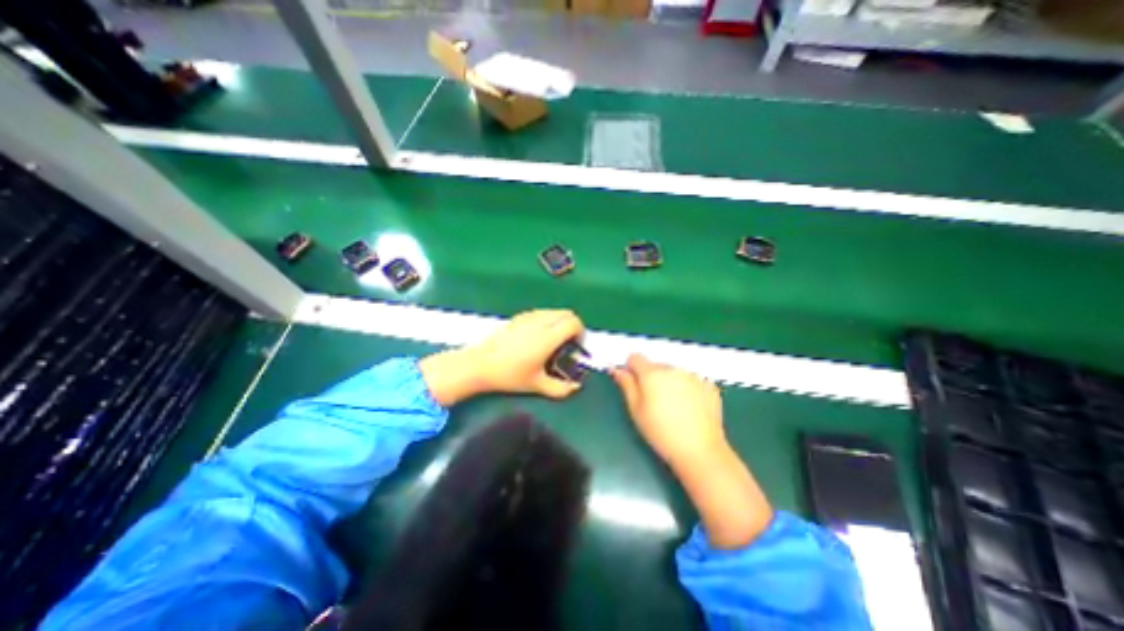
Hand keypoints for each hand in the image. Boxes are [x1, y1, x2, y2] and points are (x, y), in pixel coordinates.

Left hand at [417, 308, 583, 406]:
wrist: (480, 364)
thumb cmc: (509, 375)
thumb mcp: (537, 385)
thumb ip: (560, 388)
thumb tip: (576, 387)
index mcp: (547, 337)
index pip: (573, 323)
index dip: (580, 333)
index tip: (576, 346)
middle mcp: (540, 322)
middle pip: (567, 313)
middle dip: (573, 326)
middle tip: (569, 343)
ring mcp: (528, 317)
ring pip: (554, 311)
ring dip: (561, 322)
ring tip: (555, 340)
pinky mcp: (519, 316)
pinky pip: (542, 312)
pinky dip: (548, 319)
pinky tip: (539, 336)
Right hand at [614, 356, 773, 546]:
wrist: (702, 456)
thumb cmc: (662, 436)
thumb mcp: (636, 412)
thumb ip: (626, 386)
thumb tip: (616, 369)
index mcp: (655, 374)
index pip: (636, 358)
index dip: (631, 368)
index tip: (630, 381)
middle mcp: (676, 369)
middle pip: (656, 365)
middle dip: (650, 376)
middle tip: (652, 401)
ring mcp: (695, 378)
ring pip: (674, 372)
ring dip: (669, 383)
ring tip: (672, 409)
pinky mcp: (710, 387)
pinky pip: (691, 381)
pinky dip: (686, 389)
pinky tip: (690, 411)